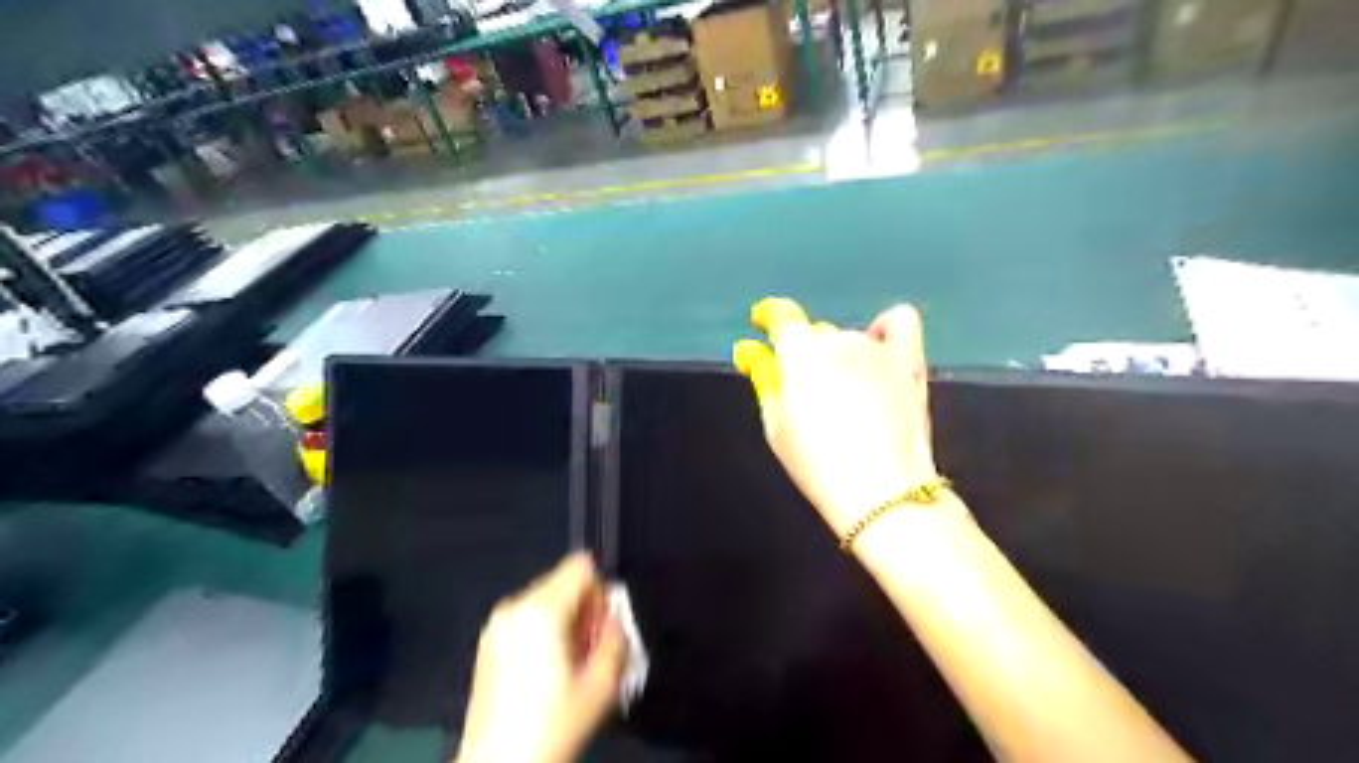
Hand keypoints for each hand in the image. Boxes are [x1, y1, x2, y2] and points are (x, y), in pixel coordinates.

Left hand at [457, 554, 625, 761]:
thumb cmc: (553, 724)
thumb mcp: (602, 684)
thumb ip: (616, 637)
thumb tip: (614, 615)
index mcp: (541, 609)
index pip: (581, 565)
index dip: (599, 591)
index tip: (599, 629)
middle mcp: (514, 605)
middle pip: (563, 580)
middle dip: (583, 608)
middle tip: (586, 652)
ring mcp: (496, 623)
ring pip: (546, 599)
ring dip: (564, 621)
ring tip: (565, 666)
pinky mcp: (488, 641)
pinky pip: (527, 616)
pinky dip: (543, 631)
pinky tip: (544, 672)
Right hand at [733, 294, 948, 535]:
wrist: (881, 491)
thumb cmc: (817, 463)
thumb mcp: (776, 426)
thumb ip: (765, 380)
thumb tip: (752, 353)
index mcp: (800, 352)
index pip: (781, 316)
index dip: (768, 317)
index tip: (761, 324)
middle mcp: (838, 339)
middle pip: (815, 335)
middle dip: (806, 356)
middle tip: (807, 395)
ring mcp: (877, 347)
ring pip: (850, 339)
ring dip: (841, 358)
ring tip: (846, 396)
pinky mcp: (909, 361)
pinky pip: (899, 323)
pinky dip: (886, 329)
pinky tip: (879, 350)